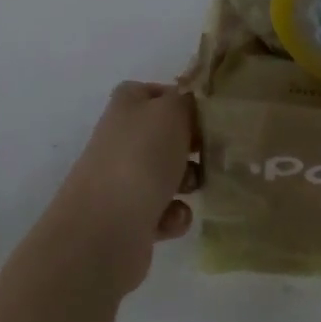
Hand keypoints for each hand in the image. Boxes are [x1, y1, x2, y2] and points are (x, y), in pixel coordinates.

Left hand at [46, 83, 199, 295]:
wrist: (106, 228)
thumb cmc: (141, 157)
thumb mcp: (171, 112)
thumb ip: (186, 101)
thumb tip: (190, 105)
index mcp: (127, 105)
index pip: (158, 93)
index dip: (184, 101)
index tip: (209, 116)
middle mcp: (122, 138)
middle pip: (166, 135)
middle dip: (193, 146)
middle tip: (214, 152)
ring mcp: (123, 179)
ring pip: (168, 174)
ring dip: (188, 181)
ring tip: (194, 188)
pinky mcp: (129, 218)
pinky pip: (164, 211)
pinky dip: (173, 215)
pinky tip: (172, 219)